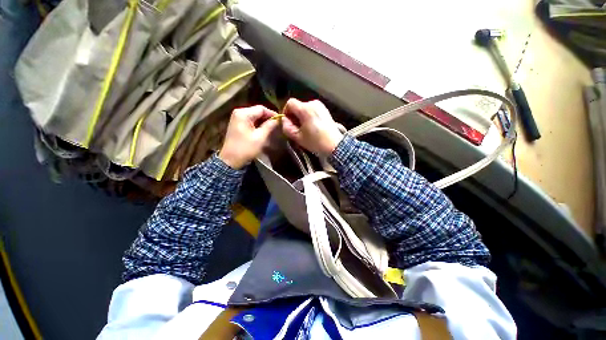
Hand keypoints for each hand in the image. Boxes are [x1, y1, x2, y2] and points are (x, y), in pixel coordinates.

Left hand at [219, 105, 278, 168]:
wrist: (231, 160)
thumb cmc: (246, 148)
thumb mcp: (260, 137)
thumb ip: (269, 126)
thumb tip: (279, 119)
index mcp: (243, 114)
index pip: (261, 108)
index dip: (272, 113)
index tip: (281, 120)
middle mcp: (238, 112)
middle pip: (257, 111)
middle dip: (268, 117)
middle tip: (277, 125)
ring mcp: (237, 118)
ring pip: (254, 116)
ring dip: (263, 121)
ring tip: (272, 127)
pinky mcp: (237, 124)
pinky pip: (250, 120)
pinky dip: (258, 124)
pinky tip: (264, 130)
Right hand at [282, 99, 343, 155]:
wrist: (335, 145)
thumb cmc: (315, 142)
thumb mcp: (297, 137)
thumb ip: (287, 127)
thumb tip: (284, 120)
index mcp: (305, 109)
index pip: (290, 103)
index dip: (286, 112)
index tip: (288, 122)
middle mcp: (313, 103)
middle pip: (298, 106)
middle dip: (294, 116)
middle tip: (296, 128)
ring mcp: (321, 106)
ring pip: (305, 108)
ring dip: (302, 117)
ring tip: (305, 129)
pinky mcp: (325, 110)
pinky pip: (312, 110)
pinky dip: (309, 117)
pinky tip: (312, 127)